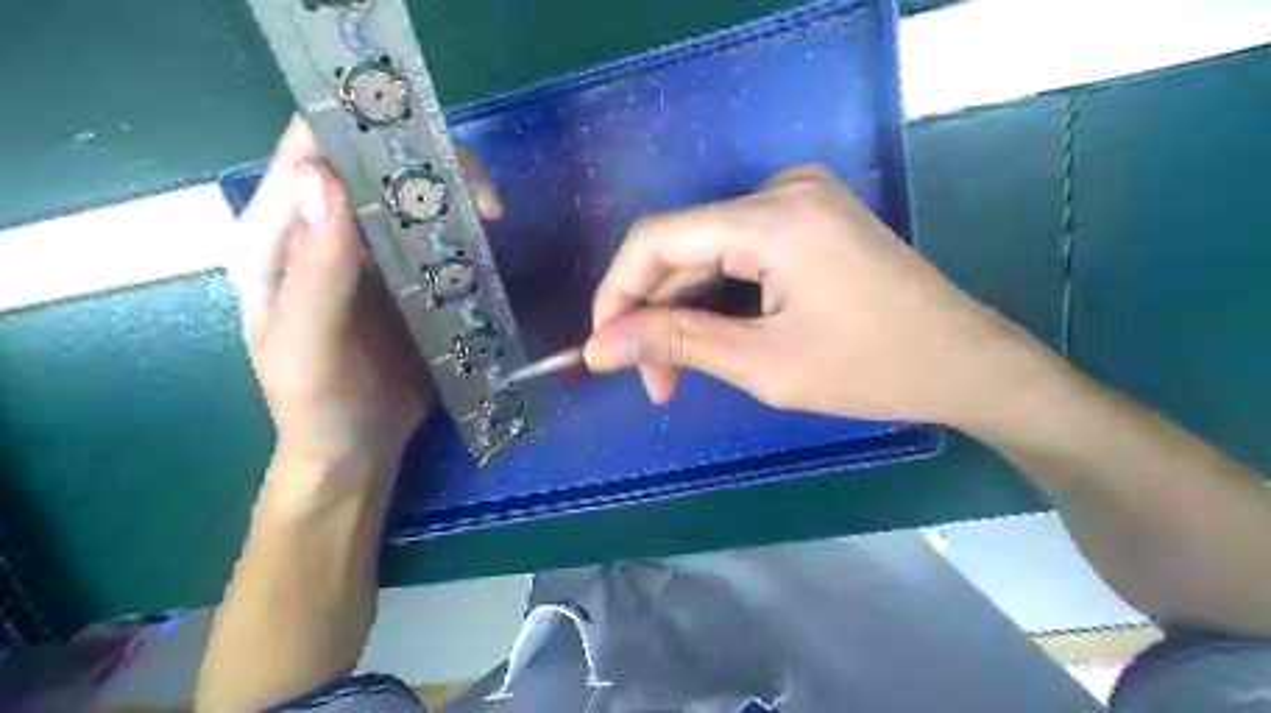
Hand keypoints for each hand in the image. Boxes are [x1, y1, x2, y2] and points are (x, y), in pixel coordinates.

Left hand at [231, 118, 501, 474]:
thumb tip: (324, 177)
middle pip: (373, 163)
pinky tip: (486, 242)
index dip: (362, 131)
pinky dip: (463, 228)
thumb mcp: (307, 346)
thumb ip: (314, 272)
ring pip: (411, 194)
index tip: (425, 155)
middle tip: (481, 199)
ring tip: (491, 217)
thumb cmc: (318, 406)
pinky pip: (435, 233)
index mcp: (278, 238)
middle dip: (429, 164)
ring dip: (454, 193)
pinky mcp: (407, 275)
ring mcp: (370, 252)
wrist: (354, 449)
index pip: (310, 150)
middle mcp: (323, 232)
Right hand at [585, 161, 1054, 428]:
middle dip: (656, 314)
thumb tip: (599, 347)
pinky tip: (715, 337)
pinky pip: (737, 251)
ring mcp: (798, 198)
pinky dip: (717, 296)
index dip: (617, 294)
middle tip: (655, 379)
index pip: (656, 240)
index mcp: (773, 217)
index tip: (607, 351)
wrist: (966, 362)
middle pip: (682, 246)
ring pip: (707, 252)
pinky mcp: (808, 216)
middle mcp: (781, 189)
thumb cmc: (872, 369)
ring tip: (680, 370)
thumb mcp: (764, 364)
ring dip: (685, 310)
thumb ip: (675, 344)